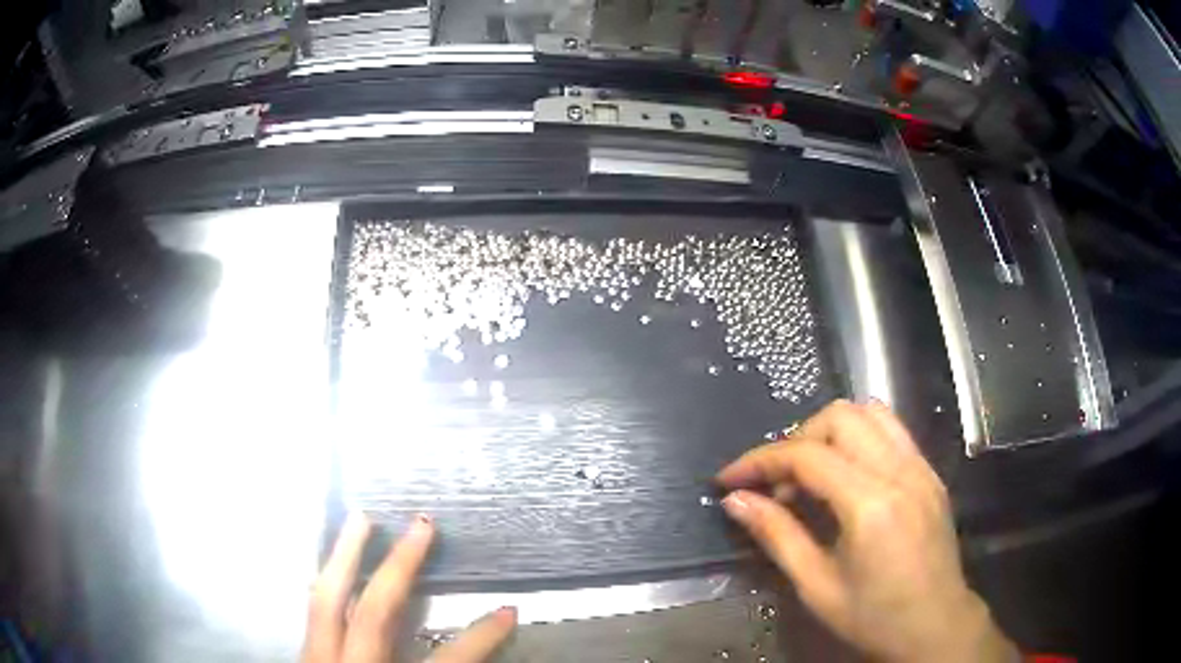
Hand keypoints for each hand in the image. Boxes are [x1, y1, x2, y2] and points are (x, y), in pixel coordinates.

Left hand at [303, 513, 515, 662]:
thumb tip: (481, 655)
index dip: (479, 638)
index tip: (508, 612)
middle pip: (372, 614)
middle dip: (398, 567)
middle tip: (421, 525)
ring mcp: (317, 661)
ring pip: (325, 601)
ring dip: (344, 558)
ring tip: (360, 519)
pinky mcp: (303, 658)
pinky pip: (313, 612)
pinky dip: (325, 583)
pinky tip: (331, 567)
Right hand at [717, 400, 1016, 662]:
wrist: (936, 625)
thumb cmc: (874, 617)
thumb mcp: (816, 587)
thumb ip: (777, 536)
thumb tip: (735, 501)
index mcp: (871, 504)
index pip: (808, 456)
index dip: (760, 460)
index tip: (729, 479)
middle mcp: (900, 471)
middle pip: (841, 417)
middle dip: (797, 439)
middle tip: (777, 482)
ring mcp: (921, 467)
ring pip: (870, 413)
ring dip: (830, 432)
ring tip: (810, 473)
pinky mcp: (930, 473)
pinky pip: (891, 431)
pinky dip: (859, 438)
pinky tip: (846, 476)